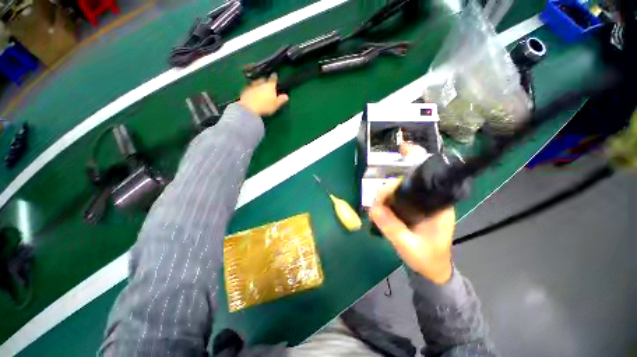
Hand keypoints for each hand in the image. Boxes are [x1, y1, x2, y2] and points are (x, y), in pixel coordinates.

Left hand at [239, 74, 288, 116]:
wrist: (248, 108)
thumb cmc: (265, 107)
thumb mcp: (275, 105)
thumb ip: (281, 100)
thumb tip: (286, 96)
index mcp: (270, 86)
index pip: (273, 79)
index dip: (275, 77)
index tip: (275, 75)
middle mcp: (261, 83)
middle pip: (264, 79)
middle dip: (266, 81)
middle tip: (268, 84)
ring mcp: (252, 85)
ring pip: (257, 82)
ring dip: (259, 84)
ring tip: (260, 89)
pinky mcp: (245, 89)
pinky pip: (250, 87)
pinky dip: (253, 89)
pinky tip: (253, 93)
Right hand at [369, 179, 455, 284]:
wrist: (433, 272)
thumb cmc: (427, 260)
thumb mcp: (409, 245)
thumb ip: (392, 227)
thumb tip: (373, 208)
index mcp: (438, 207)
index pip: (416, 186)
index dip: (396, 187)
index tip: (381, 196)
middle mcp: (430, 202)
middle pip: (405, 188)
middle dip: (387, 193)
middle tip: (374, 205)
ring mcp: (421, 207)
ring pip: (399, 195)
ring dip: (385, 199)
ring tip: (374, 209)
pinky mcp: (414, 212)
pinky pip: (397, 203)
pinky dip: (387, 205)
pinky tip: (379, 212)